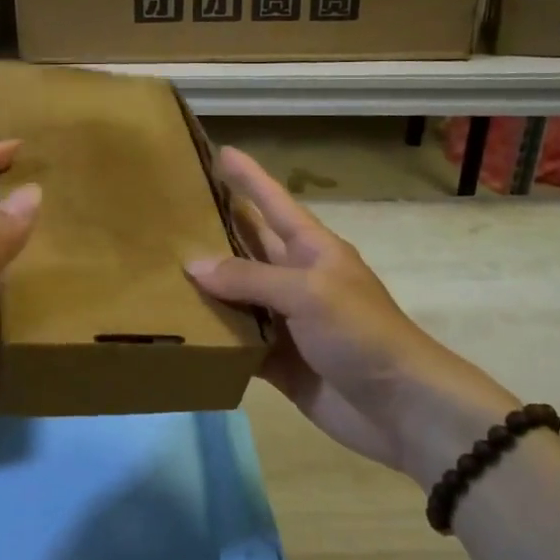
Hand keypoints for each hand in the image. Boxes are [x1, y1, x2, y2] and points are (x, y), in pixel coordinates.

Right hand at [186, 147, 512, 486]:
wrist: (400, 408)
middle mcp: (295, 279)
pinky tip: (178, 329)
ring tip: (159, 267)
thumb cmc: (362, 333)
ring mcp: (286, 321)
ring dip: (205, 285)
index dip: (249, 178)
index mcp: (312, 250)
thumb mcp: (309, 293)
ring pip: (237, 295)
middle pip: (248, 246)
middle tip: (171, 211)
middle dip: (216, 227)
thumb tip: (193, 265)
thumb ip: (250, 278)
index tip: (221, 151)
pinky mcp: (277, 360)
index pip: (274, 203)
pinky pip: (237, 340)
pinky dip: (212, 336)